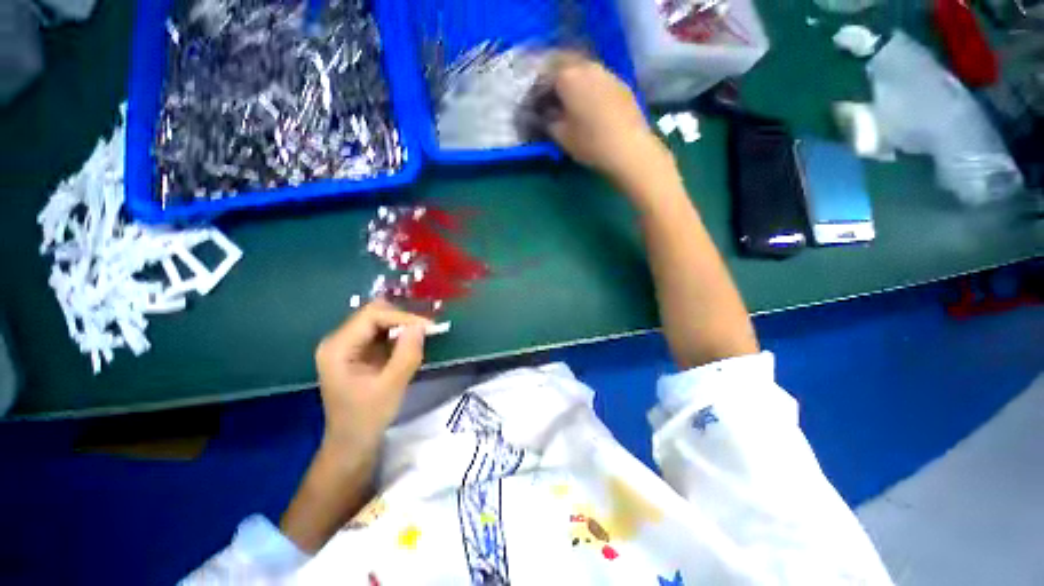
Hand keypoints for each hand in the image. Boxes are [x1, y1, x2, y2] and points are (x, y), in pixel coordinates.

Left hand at [314, 300, 431, 449]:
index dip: (402, 317)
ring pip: (379, 321)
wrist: (352, 445)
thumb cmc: (367, 418)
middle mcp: (338, 340)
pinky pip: (381, 333)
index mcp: (338, 347)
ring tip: (424, 333)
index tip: (429, 326)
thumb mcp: (391, 387)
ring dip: (402, 325)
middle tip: (428, 328)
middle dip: (403, 318)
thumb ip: (407, 354)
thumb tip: (421, 326)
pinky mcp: (358, 352)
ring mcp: (347, 346)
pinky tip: (412, 342)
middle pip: (373, 314)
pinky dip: (399, 335)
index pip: (372, 316)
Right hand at [547, 55, 674, 189]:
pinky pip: (598, 78)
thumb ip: (548, 120)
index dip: (536, 87)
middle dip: (554, 75)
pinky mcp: (621, 83)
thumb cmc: (590, 142)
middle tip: (549, 94)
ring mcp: (607, 72)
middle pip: (564, 62)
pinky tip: (590, 102)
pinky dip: (589, 85)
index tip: (534, 100)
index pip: (544, 72)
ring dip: (573, 79)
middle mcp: (587, 66)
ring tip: (570, 98)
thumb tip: (545, 113)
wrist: (629, 147)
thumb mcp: (561, 136)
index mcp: (567, 77)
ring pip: (583, 68)